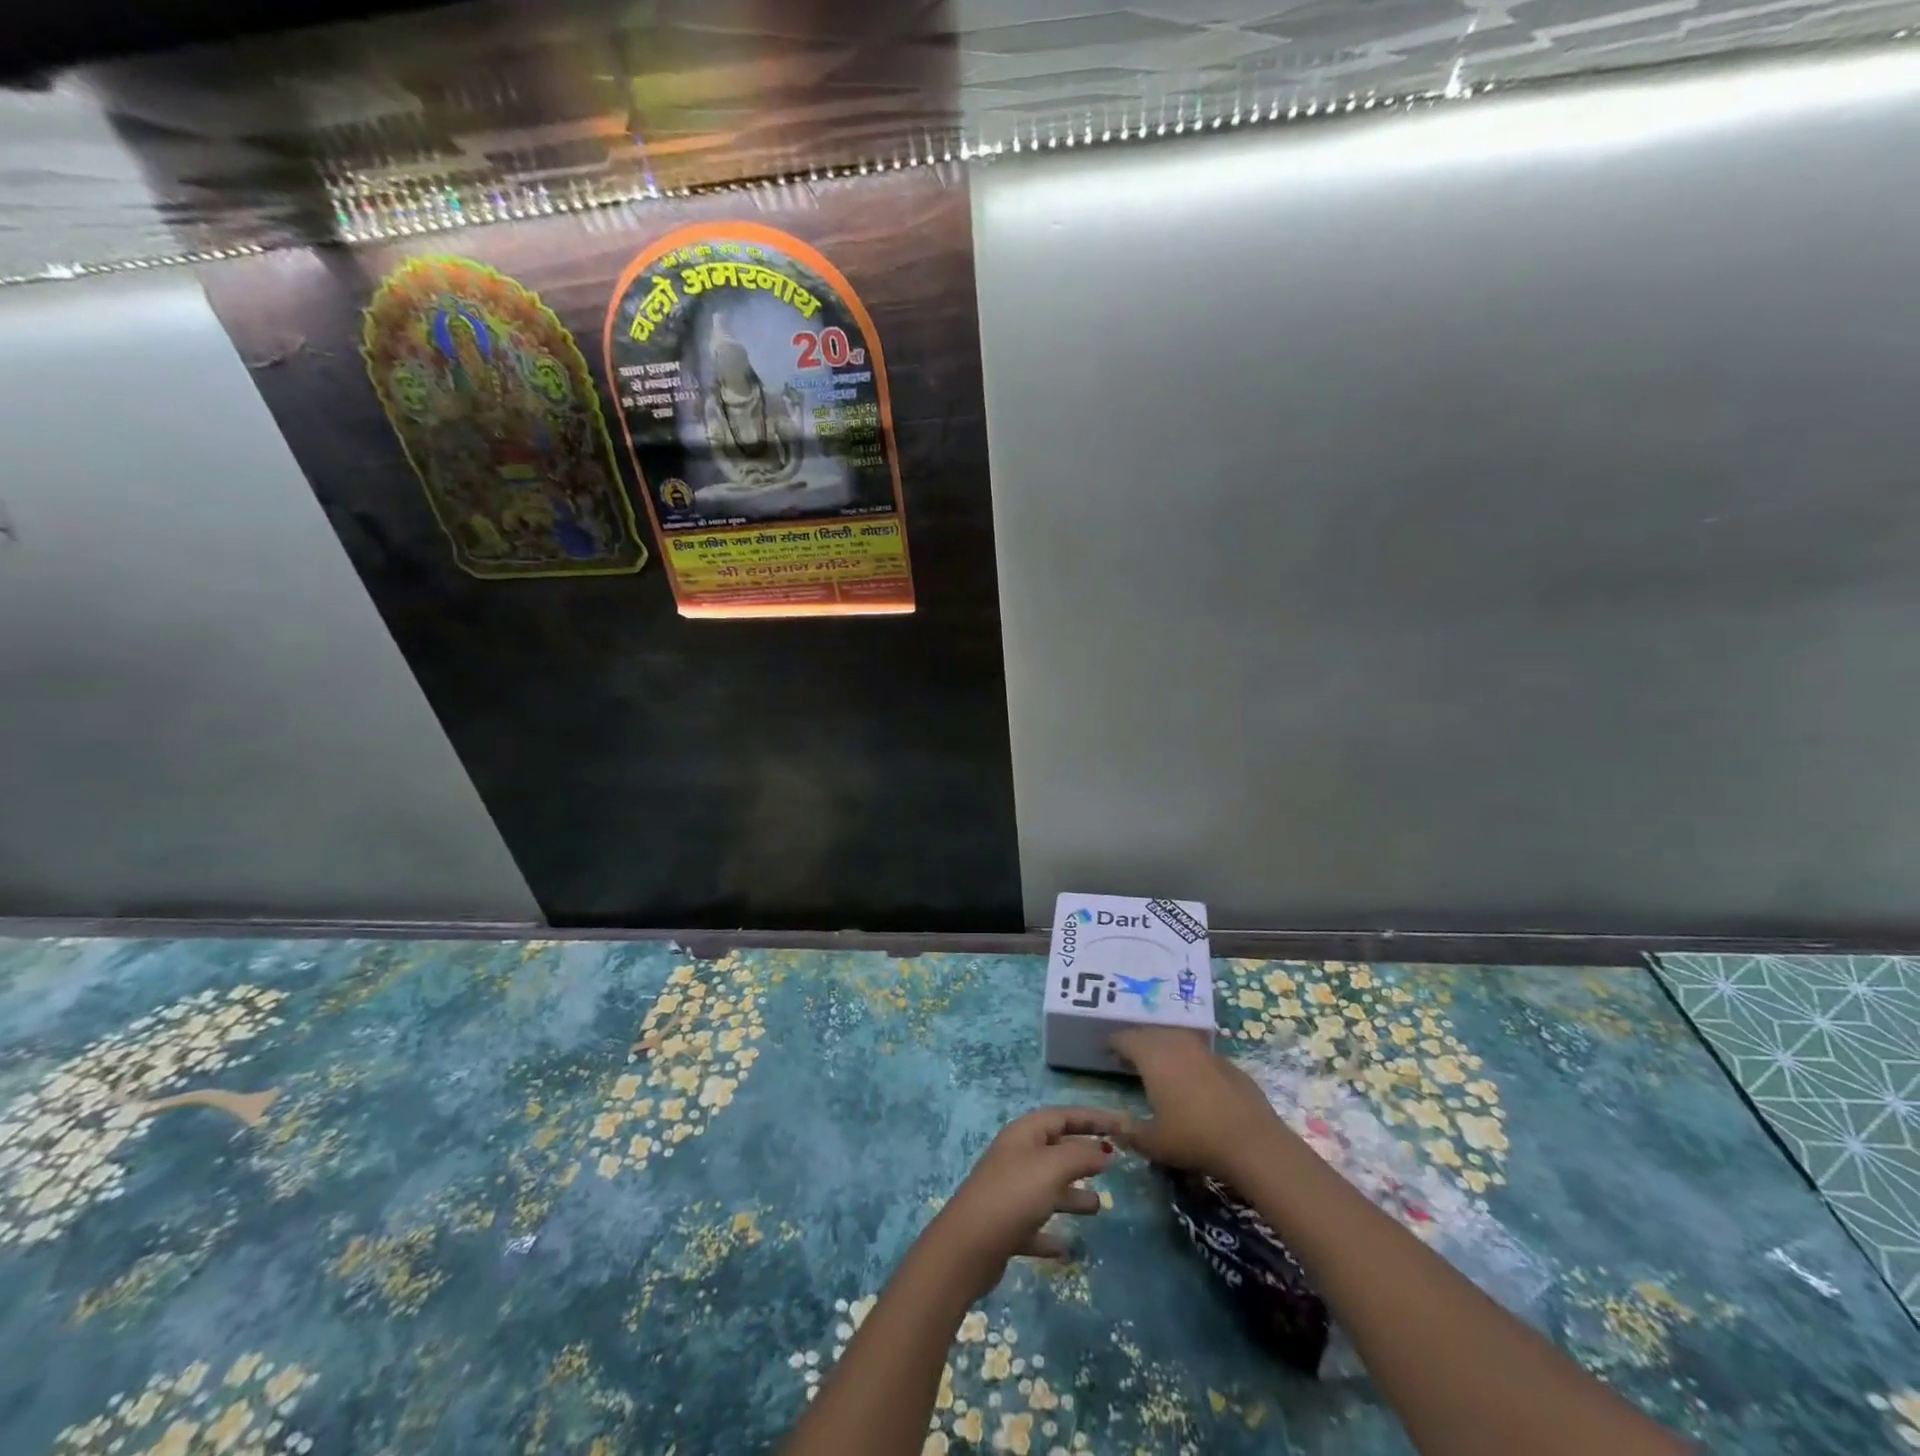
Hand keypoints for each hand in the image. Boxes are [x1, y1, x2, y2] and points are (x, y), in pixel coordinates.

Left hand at [929, 1107, 1126, 1297]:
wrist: (968, 1246)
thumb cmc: (1013, 1195)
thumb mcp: (1052, 1167)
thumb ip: (1081, 1156)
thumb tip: (1103, 1150)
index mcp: (1024, 1134)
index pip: (1062, 1116)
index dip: (1091, 1118)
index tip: (1120, 1125)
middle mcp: (1016, 1157)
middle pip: (1055, 1149)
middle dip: (1082, 1155)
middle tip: (1112, 1163)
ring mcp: (1009, 1192)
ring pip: (1047, 1187)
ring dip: (1071, 1194)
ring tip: (1098, 1205)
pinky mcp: (1006, 1227)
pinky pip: (1035, 1224)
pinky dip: (1051, 1232)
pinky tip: (1067, 1247)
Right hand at [1110, 1028, 1280, 1179]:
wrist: (1252, 1142)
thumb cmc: (1194, 1138)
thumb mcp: (1153, 1142)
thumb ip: (1129, 1132)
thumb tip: (1114, 1126)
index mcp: (1152, 1055)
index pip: (1125, 1038)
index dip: (1113, 1043)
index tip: (1106, 1051)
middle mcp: (1176, 1043)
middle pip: (1150, 1033)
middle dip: (1138, 1042)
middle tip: (1129, 1058)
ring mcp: (1204, 1050)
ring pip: (1176, 1038)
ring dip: (1164, 1047)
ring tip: (1159, 1065)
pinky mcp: (1227, 1062)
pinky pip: (1198, 1053)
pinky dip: (1188, 1060)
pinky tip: (1191, 1080)